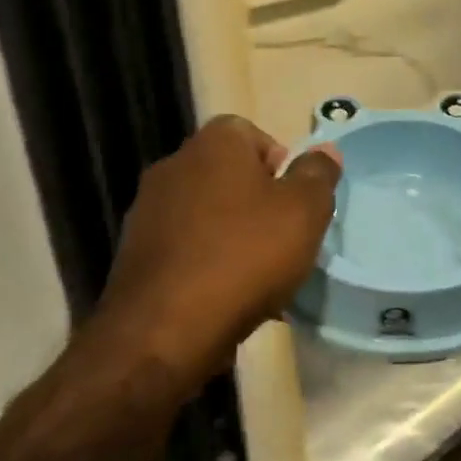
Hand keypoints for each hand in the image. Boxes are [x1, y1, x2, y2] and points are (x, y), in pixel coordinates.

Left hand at [96, 116, 340, 384]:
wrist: (165, 328)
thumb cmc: (245, 256)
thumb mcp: (304, 211)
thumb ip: (318, 174)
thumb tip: (324, 149)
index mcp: (213, 146)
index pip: (249, 132)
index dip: (280, 162)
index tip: (296, 201)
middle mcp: (173, 167)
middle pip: (228, 175)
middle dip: (259, 203)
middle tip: (286, 239)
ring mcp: (148, 212)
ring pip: (208, 215)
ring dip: (234, 236)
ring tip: (261, 278)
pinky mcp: (136, 255)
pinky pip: (186, 249)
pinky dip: (208, 265)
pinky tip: (229, 298)